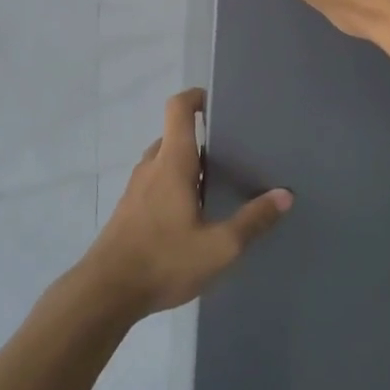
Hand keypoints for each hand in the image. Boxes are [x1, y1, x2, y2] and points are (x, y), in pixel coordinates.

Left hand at [82, 88, 292, 316]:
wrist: (105, 292)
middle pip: (175, 135)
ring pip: (165, 161)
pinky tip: (193, 214)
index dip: (196, 96)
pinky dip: (175, 183)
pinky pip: (156, 181)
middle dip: (202, 138)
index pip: (178, 108)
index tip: (218, 102)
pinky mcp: (129, 209)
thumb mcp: (219, 247)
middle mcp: (152, 166)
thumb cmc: (163, 260)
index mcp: (172, 162)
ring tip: (218, 183)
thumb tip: (284, 195)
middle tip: (233, 151)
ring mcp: (137, 188)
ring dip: (188, 164)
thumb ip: (253, 221)